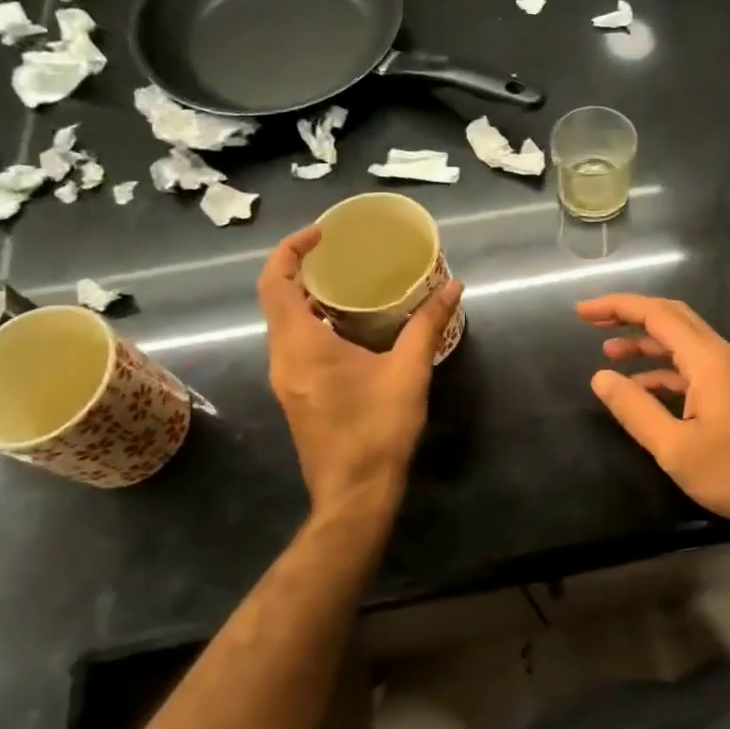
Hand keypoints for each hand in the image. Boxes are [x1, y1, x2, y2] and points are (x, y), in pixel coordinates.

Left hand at [259, 225, 461, 517]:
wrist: (355, 494)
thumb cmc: (377, 429)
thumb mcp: (408, 372)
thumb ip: (427, 325)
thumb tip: (453, 286)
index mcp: (300, 345)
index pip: (276, 282)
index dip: (291, 249)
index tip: (322, 233)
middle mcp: (283, 358)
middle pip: (276, 300)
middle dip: (302, 269)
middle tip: (340, 252)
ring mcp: (286, 380)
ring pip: (285, 325)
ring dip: (308, 298)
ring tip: (349, 283)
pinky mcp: (297, 396)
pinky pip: (296, 345)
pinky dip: (315, 324)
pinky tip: (352, 328)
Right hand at [577, 294, 729, 538]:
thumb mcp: (675, 447)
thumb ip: (635, 409)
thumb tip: (600, 377)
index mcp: (709, 360)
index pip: (658, 315)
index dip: (618, 307)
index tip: (583, 312)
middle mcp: (723, 356)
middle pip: (673, 318)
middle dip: (631, 315)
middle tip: (593, 321)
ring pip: (683, 342)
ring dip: (646, 343)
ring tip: (608, 352)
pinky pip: (694, 367)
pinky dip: (664, 370)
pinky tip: (641, 387)